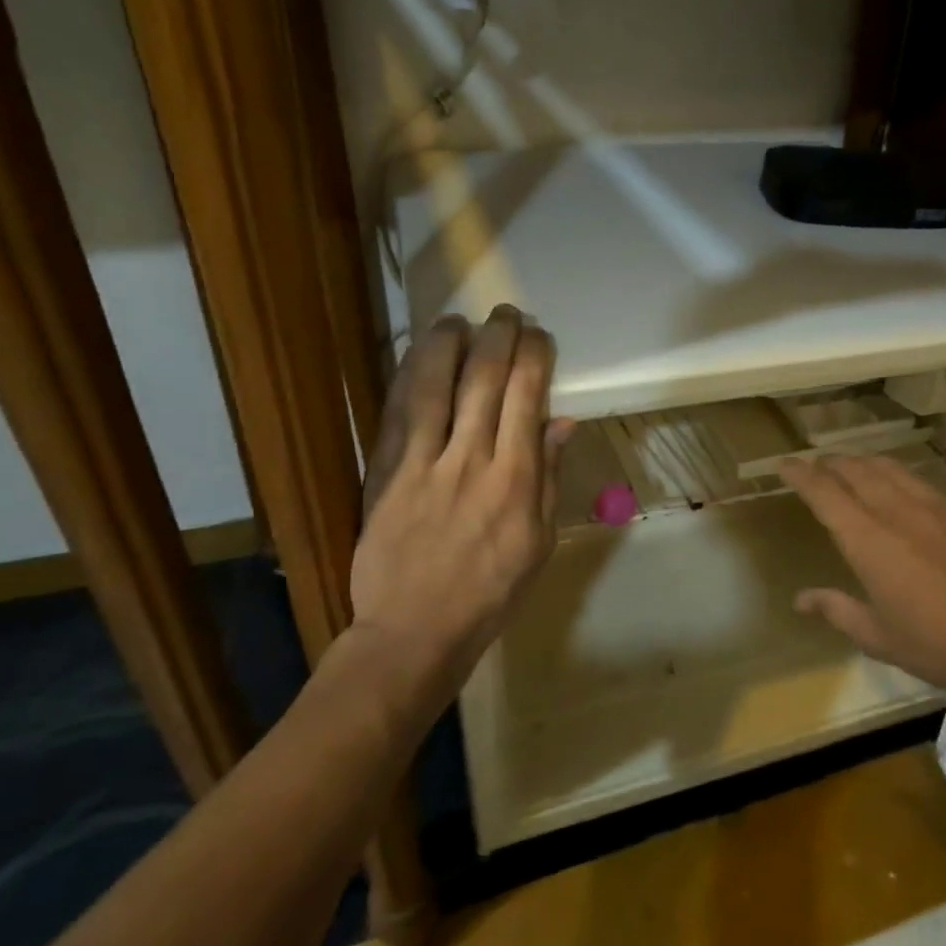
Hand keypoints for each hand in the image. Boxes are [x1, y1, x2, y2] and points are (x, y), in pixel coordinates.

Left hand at [346, 306, 572, 708]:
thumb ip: (549, 478)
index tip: (540, 337)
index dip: (535, 356)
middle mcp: (471, 460)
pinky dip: (408, 377)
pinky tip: (417, 356)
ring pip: (435, 385)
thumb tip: (561, 421)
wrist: (414, 631)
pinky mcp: (385, 472)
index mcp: (515, 479)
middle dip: (499, 337)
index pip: (528, 396)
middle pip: (484, 379)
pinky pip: (397, 413)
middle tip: (506, 314)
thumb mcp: (540, 543)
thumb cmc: (491, 592)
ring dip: (449, 344)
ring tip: (458, 320)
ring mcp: (422, 463)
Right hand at [778, 455, 945, 720]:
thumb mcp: (883, 639)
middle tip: (816, 465)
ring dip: (864, 463)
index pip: (826, 494)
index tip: (785, 464)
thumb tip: (802, 598)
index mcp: (871, 542)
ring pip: (891, 469)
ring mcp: (938, 508)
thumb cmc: (945, 647)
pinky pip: (922, 482)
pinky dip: (899, 477)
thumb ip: (839, 610)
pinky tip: (902, 488)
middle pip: (857, 470)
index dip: (801, 475)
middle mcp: (899, 513)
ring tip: (852, 467)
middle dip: (831, 463)